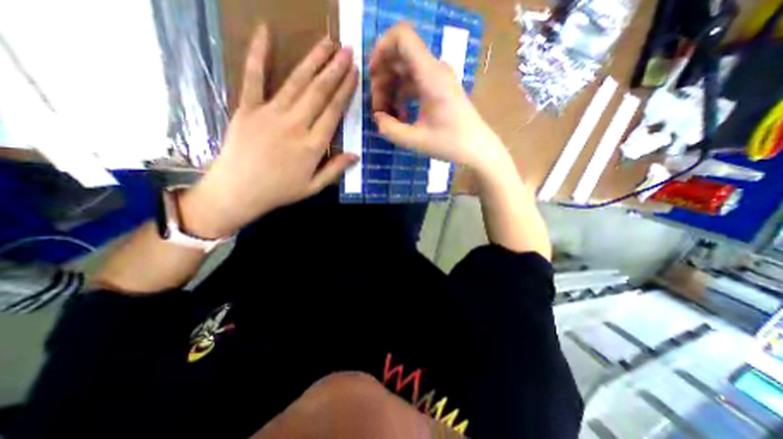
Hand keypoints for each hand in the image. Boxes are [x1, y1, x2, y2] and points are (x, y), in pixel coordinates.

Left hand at [178, 26, 357, 237]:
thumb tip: (356, 155)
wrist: (238, 191)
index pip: (334, 112)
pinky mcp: (248, 108)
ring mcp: (271, 114)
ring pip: (297, 82)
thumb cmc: (280, 191)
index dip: (346, 91)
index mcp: (313, 145)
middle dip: (335, 69)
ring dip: (313, 60)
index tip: (355, 73)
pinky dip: (257, 53)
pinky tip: (264, 32)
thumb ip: (335, 169)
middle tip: (347, 50)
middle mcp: (296, 125)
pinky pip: (254, 78)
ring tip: (327, 43)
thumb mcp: (313, 187)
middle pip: (319, 92)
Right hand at [370, 22, 504, 172]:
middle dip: (382, 80)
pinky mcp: (439, 89)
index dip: (381, 49)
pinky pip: (414, 83)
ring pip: (405, 72)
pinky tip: (402, 117)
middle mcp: (434, 70)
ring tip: (389, 117)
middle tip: (379, 109)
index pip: (402, 37)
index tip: (372, 75)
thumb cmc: (450, 143)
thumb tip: (377, 118)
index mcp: (430, 75)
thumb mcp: (415, 140)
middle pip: (399, 58)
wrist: (477, 148)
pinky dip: (403, 96)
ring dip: (391, 90)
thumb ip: (389, 129)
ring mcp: (438, 78)